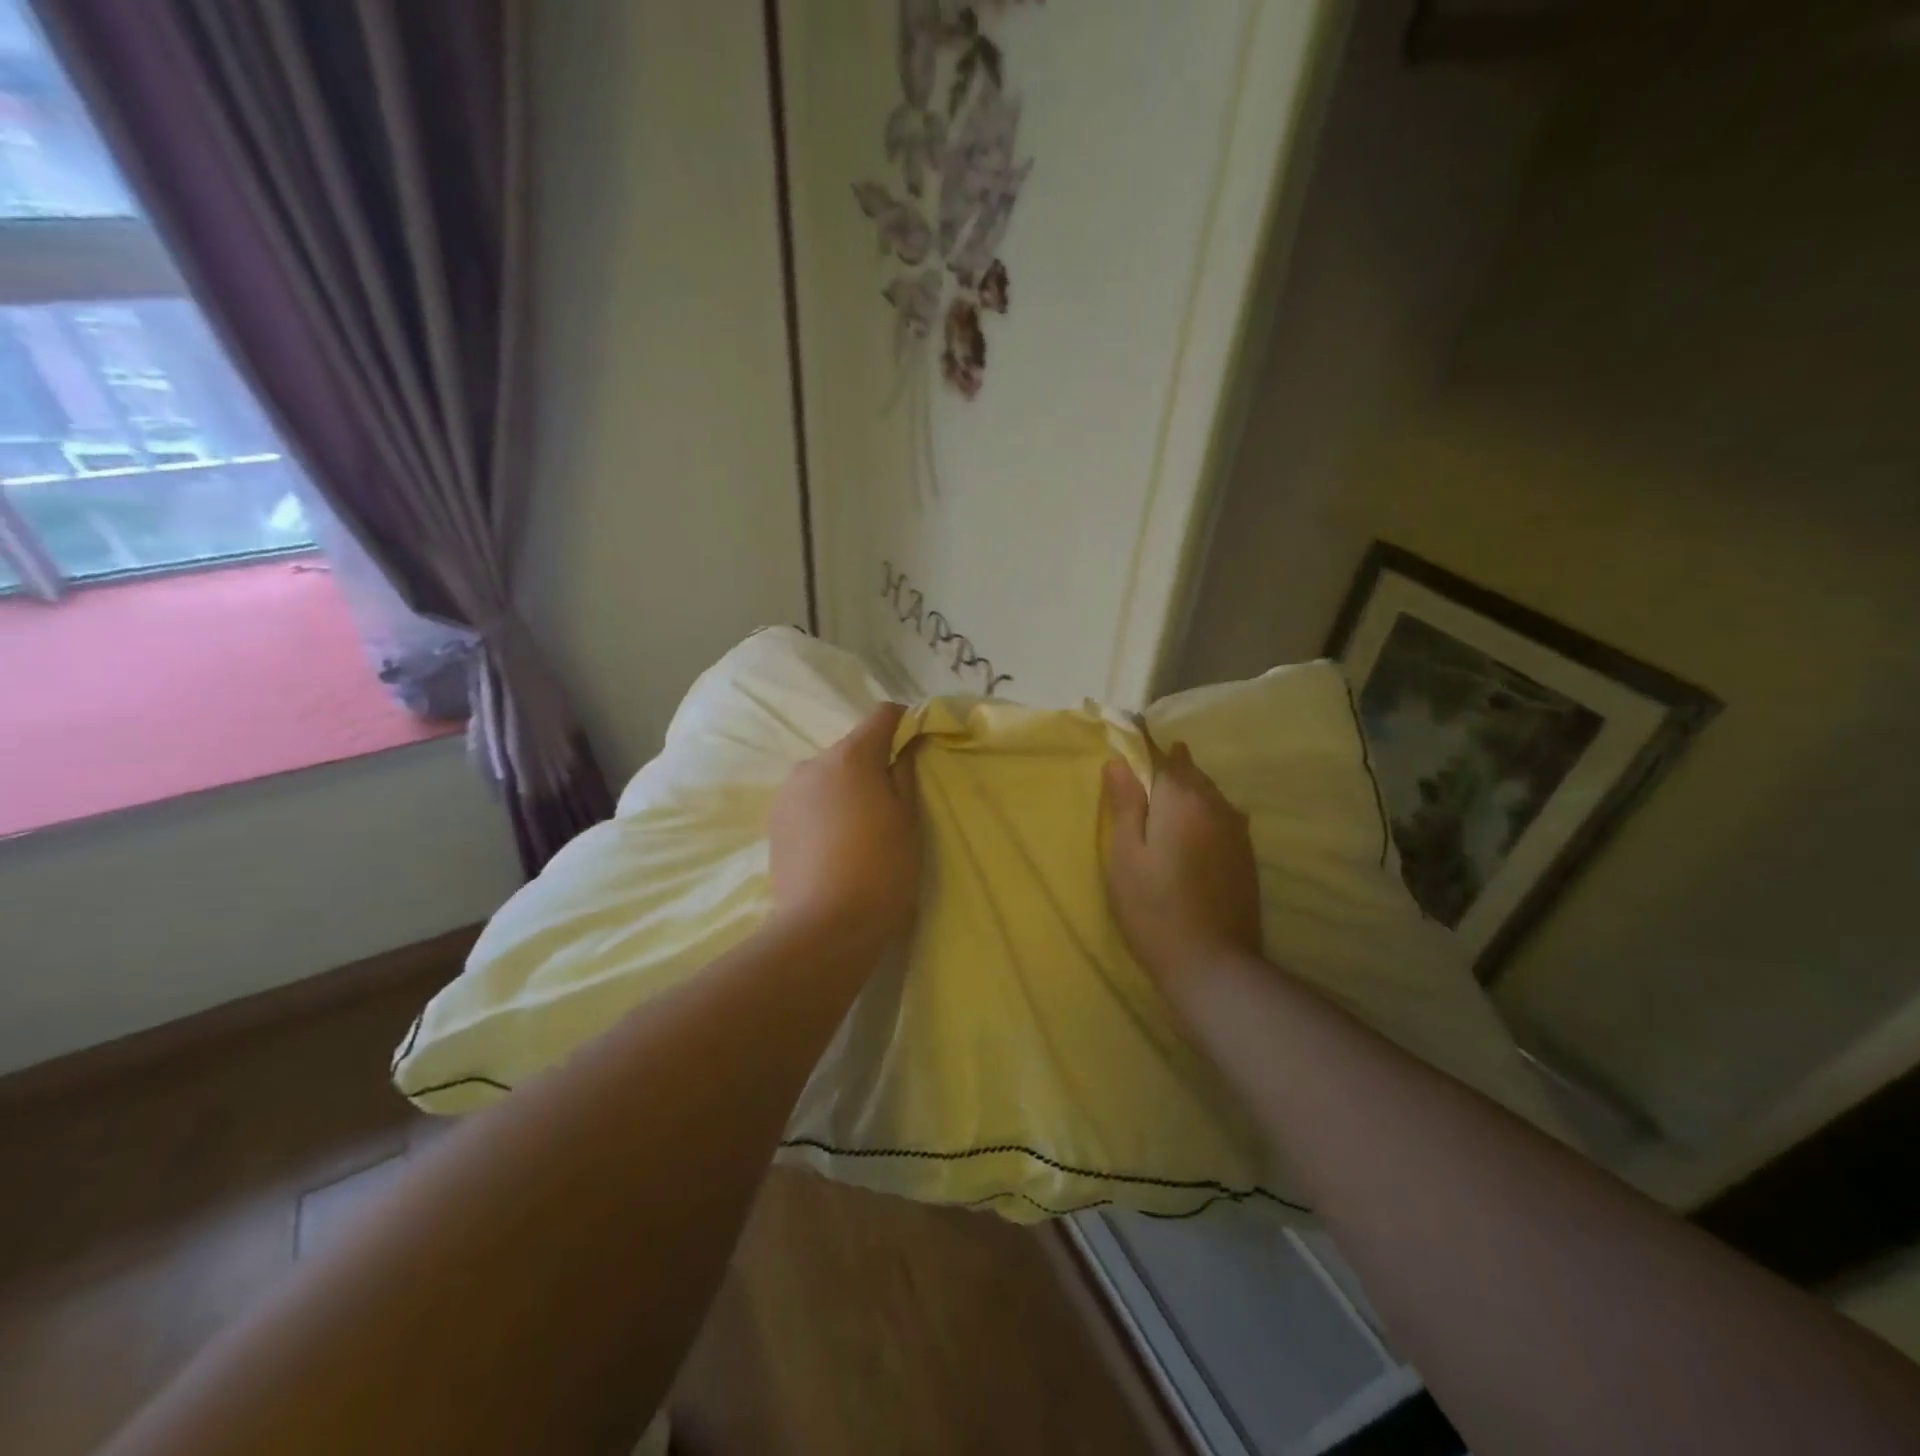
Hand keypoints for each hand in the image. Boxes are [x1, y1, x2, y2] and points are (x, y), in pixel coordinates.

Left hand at [768, 703, 922, 951]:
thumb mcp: (909, 820)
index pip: (882, 715)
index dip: (904, 724)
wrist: (823, 928)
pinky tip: (835, 847)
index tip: (917, 747)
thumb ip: (906, 772)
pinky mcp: (774, 823)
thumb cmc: (882, 869)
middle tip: (891, 803)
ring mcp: (788, 793)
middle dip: (873, 764)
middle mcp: (813, 763)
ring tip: (860, 831)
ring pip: (827, 776)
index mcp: (851, 756)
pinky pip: (809, 802)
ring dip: (846, 789)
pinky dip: (825, 810)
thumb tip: (906, 745)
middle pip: (852, 748)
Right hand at [1102, 729, 1262, 985]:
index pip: (1157, 753)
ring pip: (1209, 791)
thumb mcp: (1124, 855)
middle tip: (1145, 758)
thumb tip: (1119, 761)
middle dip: (1167, 760)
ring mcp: (1236, 829)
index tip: (1126, 724)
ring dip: (1188, 783)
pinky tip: (1198, 820)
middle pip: (1188, 769)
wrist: (1213, 963)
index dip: (1140, 739)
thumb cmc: (1153, 907)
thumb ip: (1124, 804)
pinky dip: (1205, 807)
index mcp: (1180, 798)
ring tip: (1170, 781)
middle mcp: (1214, 804)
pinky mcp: (1246, 854)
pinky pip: (1223, 814)